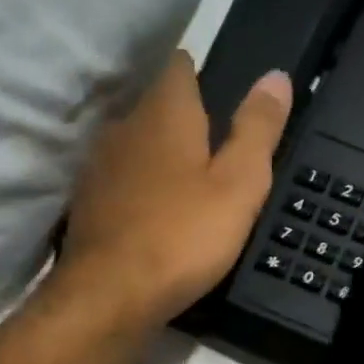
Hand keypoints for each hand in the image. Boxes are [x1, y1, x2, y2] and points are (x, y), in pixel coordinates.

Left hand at [57, 50, 292, 331]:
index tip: (223, 99)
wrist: (109, 296)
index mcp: (164, 112)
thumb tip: (276, 76)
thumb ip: (257, 130)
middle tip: (215, 152)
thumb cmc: (182, 238)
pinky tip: (155, 218)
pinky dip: (138, 193)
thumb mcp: (238, 186)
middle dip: (183, 122)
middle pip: (156, 108)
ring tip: (187, 187)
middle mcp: (124, 127)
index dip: (203, 76)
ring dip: (158, 159)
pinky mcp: (86, 206)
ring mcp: (98, 167)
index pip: (181, 67)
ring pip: (135, 147)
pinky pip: (119, 185)